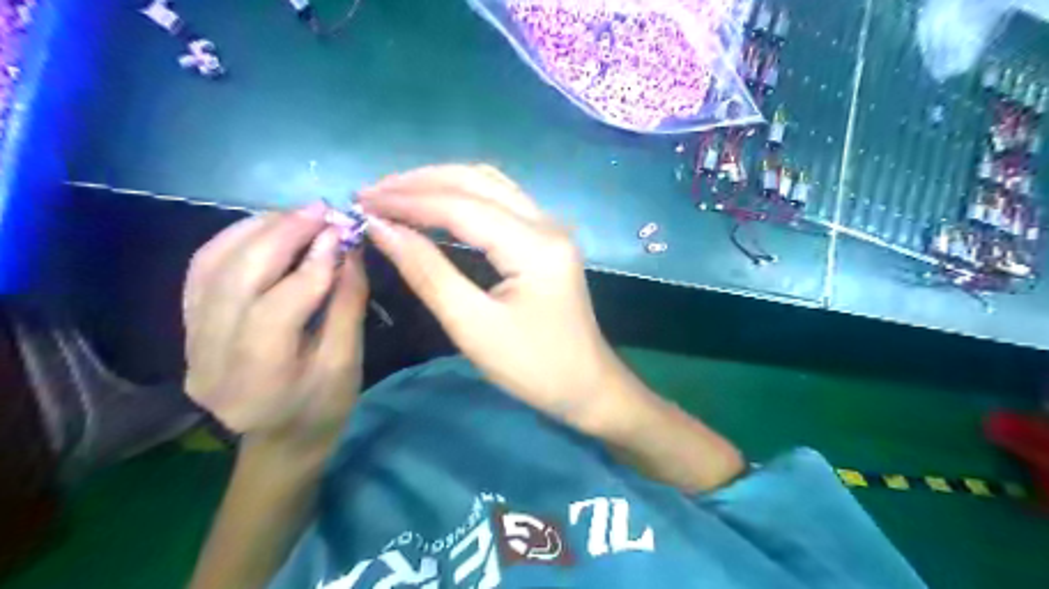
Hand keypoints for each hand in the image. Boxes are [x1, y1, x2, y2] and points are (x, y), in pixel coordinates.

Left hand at [182, 203, 368, 450]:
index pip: (276, 309)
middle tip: (321, 210)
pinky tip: (266, 228)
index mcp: (257, 382)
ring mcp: (190, 343)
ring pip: (211, 267)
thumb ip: (346, 303)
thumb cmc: (324, 408)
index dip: (311, 266)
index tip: (343, 233)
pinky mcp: (188, 328)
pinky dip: (233, 240)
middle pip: (235, 279)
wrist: (281, 438)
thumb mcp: (347, 362)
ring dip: (256, 230)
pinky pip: (202, 271)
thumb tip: (347, 248)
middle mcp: (209, 360)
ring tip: (298, 214)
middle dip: (281, 235)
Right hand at [363, 165, 629, 431]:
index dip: (408, 201)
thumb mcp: (474, 326)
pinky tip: (435, 206)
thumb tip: (382, 229)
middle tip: (372, 193)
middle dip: (421, 182)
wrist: (587, 385)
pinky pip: (500, 201)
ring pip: (490, 184)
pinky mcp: (546, 239)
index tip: (362, 202)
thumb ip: (428, 272)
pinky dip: (462, 197)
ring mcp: (549, 228)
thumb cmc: (533, 367)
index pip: (461, 206)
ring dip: (441, 183)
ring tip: (396, 194)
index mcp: (534, 245)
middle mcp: (546, 223)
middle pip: (477, 181)